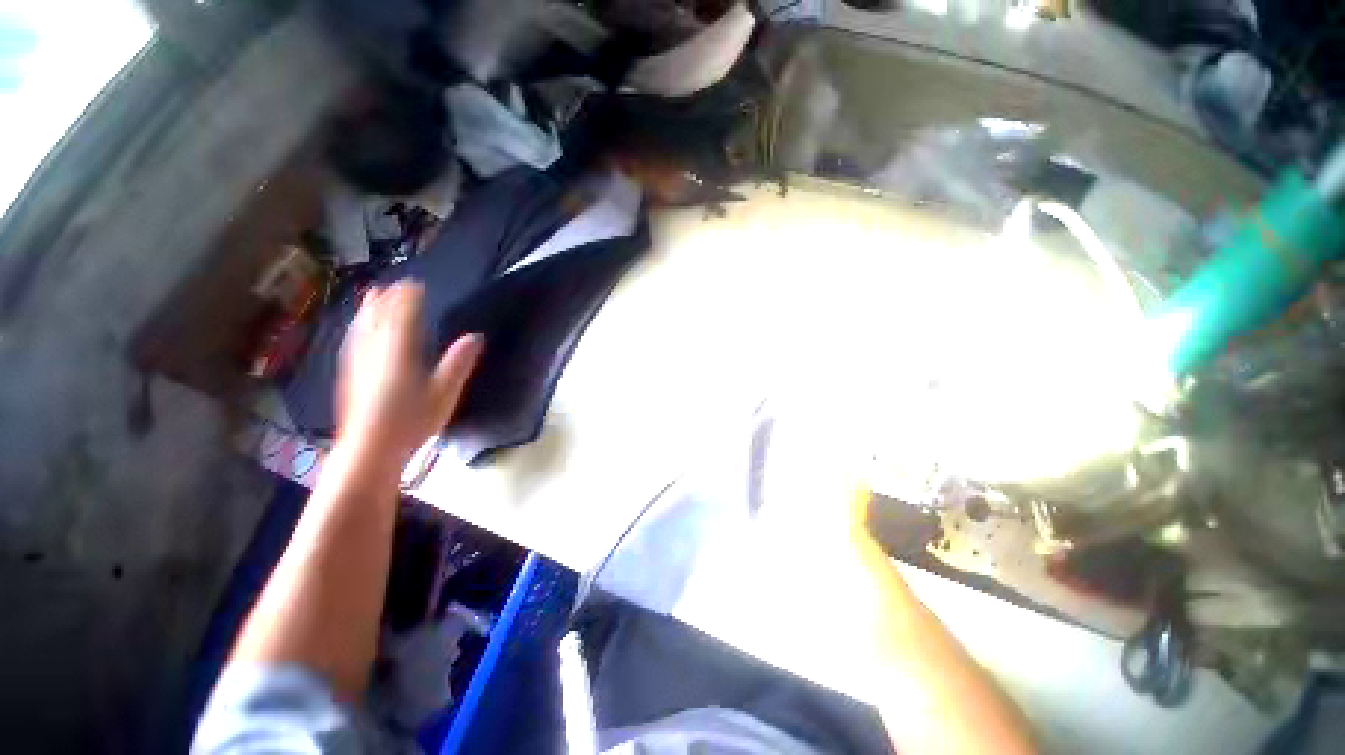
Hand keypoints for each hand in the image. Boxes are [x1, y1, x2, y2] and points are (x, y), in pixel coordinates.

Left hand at [337, 282, 483, 466]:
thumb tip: (476, 336)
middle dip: (385, 300)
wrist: (370, 449)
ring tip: (372, 297)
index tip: (414, 284)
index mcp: (399, 353)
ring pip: (362, 328)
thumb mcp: (445, 393)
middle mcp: (374, 352)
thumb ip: (459, 363)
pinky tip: (357, 330)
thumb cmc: (412, 421)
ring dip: (368, 310)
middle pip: (378, 318)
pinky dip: (358, 328)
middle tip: (392, 285)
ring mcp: (358, 363)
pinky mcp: (350, 376)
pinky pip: (353, 342)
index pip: (402, 317)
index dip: (408, 299)